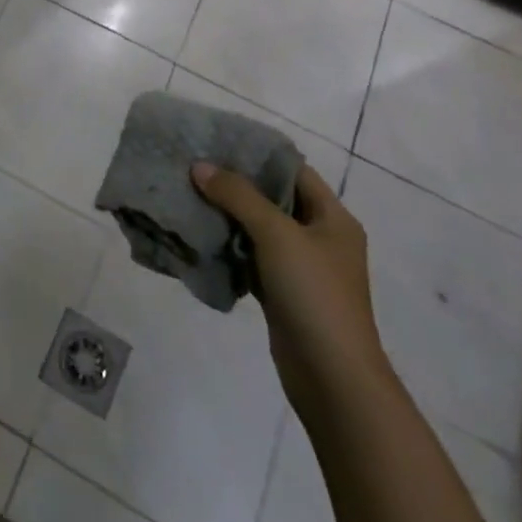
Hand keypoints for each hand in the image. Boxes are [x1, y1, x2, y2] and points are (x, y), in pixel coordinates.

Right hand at [191, 162, 391, 411]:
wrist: (333, 379)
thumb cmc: (314, 295)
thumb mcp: (276, 235)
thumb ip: (237, 196)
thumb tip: (199, 166)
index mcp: (332, 218)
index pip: (292, 170)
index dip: (256, 154)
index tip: (216, 141)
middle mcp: (319, 237)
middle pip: (272, 198)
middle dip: (234, 184)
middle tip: (193, 167)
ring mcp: (301, 268)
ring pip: (258, 229)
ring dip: (227, 215)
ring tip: (188, 195)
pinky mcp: (282, 293)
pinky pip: (250, 257)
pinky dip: (228, 247)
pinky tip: (198, 236)